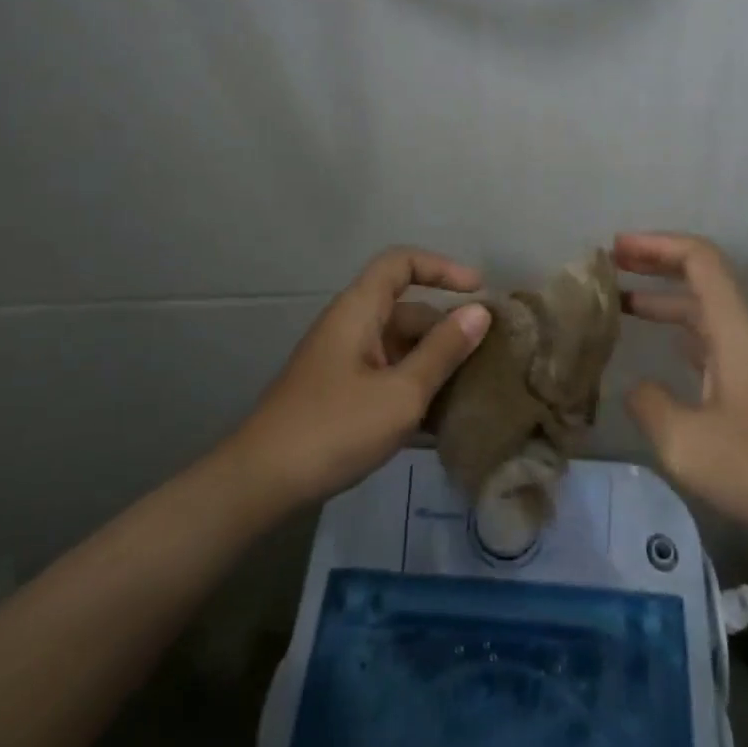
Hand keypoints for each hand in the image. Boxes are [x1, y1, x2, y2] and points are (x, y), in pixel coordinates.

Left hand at [226, 247, 490, 510]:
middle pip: (406, 309)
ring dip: (434, 363)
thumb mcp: (401, 393)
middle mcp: (350, 326)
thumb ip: (443, 351)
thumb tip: (480, 312)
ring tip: (473, 390)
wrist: (260, 483)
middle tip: (488, 356)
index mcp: (359, 310)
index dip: (442, 267)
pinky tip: (440, 421)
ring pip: (399, 346)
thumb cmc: (334, 428)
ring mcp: (342, 360)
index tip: (478, 291)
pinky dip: (413, 386)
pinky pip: (386, 374)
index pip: (401, 263)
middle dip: (447, 328)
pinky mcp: (339, 392)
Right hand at [618, 232, 747, 547]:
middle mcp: (744, 330)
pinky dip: (676, 328)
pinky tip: (654, 342)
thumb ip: (650, 405)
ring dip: (662, 296)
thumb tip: (636, 387)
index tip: (616, 249)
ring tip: (618, 300)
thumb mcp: (688, 444)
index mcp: (735, 328)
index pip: (699, 258)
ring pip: (702, 307)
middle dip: (655, 261)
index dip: (657, 244)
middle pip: (700, 274)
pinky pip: (708, 336)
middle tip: (609, 263)